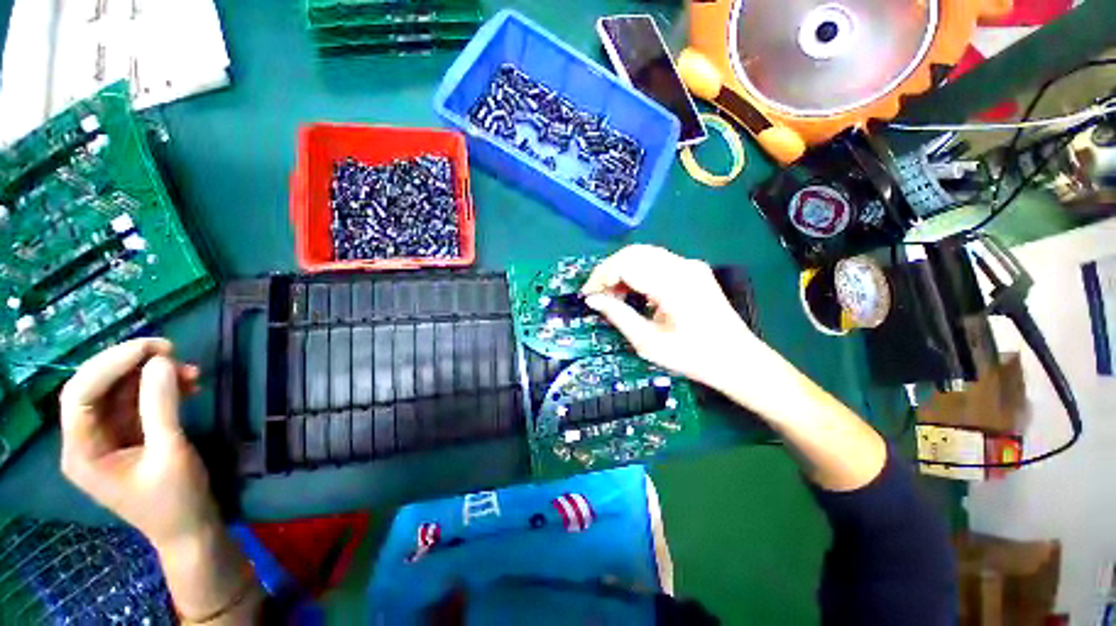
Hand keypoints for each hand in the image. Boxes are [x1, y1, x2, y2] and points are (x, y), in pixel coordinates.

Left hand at [59, 338, 220, 550]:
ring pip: (118, 391)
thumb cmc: (177, 499)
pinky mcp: (128, 435)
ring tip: (190, 370)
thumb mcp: (171, 453)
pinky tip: (186, 384)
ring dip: (151, 375)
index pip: (80, 395)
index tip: (152, 348)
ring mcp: (106, 437)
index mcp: (82, 452)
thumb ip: (162, 407)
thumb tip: (162, 361)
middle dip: (130, 364)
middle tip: (171, 350)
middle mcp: (86, 440)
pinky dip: (160, 388)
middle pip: (95, 387)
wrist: (190, 528)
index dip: (110, 365)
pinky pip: (136, 401)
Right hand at [583, 245, 778, 395]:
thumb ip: (618, 316)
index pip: (626, 264)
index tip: (588, 295)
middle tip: (597, 294)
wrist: (738, 360)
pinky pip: (657, 262)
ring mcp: (690, 265)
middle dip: (609, 270)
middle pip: (633, 253)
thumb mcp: (649, 342)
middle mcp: (682, 266)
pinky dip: (638, 272)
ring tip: (612, 295)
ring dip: (622, 270)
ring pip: (644, 254)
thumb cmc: (693, 357)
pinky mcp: (693, 270)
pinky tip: (632, 291)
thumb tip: (593, 300)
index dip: (601, 276)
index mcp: (673, 284)